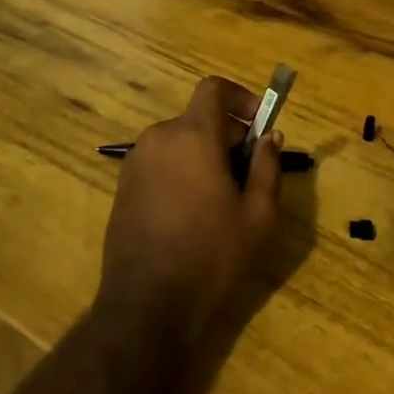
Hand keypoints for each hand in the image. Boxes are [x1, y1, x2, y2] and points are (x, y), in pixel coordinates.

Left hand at [98, 76, 284, 345]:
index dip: (240, 97)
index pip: (213, 88)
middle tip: (247, 175)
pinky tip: (192, 213)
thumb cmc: (211, 255)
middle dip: (227, 136)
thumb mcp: (258, 215)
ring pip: (180, 142)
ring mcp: (135, 162)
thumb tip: (270, 136)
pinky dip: (181, 171)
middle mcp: (159, 138)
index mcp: (192, 136)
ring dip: (204, 155)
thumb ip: (267, 167)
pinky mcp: (123, 186)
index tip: (258, 125)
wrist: (147, 304)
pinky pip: (161, 163)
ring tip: (221, 200)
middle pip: (199, 118)